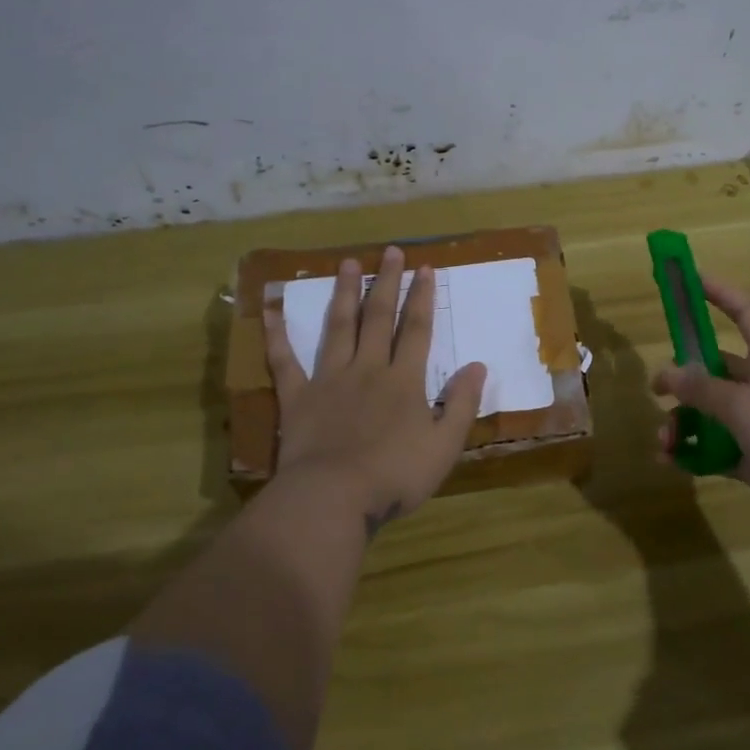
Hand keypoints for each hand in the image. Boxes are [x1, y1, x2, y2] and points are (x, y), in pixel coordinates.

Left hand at [263, 246, 486, 534]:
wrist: (333, 497)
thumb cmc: (395, 475)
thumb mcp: (445, 446)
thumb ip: (461, 404)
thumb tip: (478, 366)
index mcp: (404, 381)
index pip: (416, 330)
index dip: (422, 298)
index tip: (426, 268)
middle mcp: (367, 369)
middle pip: (379, 318)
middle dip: (387, 282)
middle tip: (390, 251)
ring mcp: (329, 380)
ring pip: (338, 327)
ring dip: (345, 293)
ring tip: (348, 263)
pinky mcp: (298, 398)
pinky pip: (285, 361)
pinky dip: (278, 335)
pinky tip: (271, 311)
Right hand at [653, 274, 749, 548]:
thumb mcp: (742, 404)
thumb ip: (702, 388)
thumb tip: (669, 372)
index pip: (744, 313)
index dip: (719, 293)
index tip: (690, 279)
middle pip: (717, 370)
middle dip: (684, 377)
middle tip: (656, 390)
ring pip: (711, 414)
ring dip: (683, 423)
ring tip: (664, 440)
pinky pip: (716, 449)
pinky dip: (694, 453)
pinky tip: (672, 462)